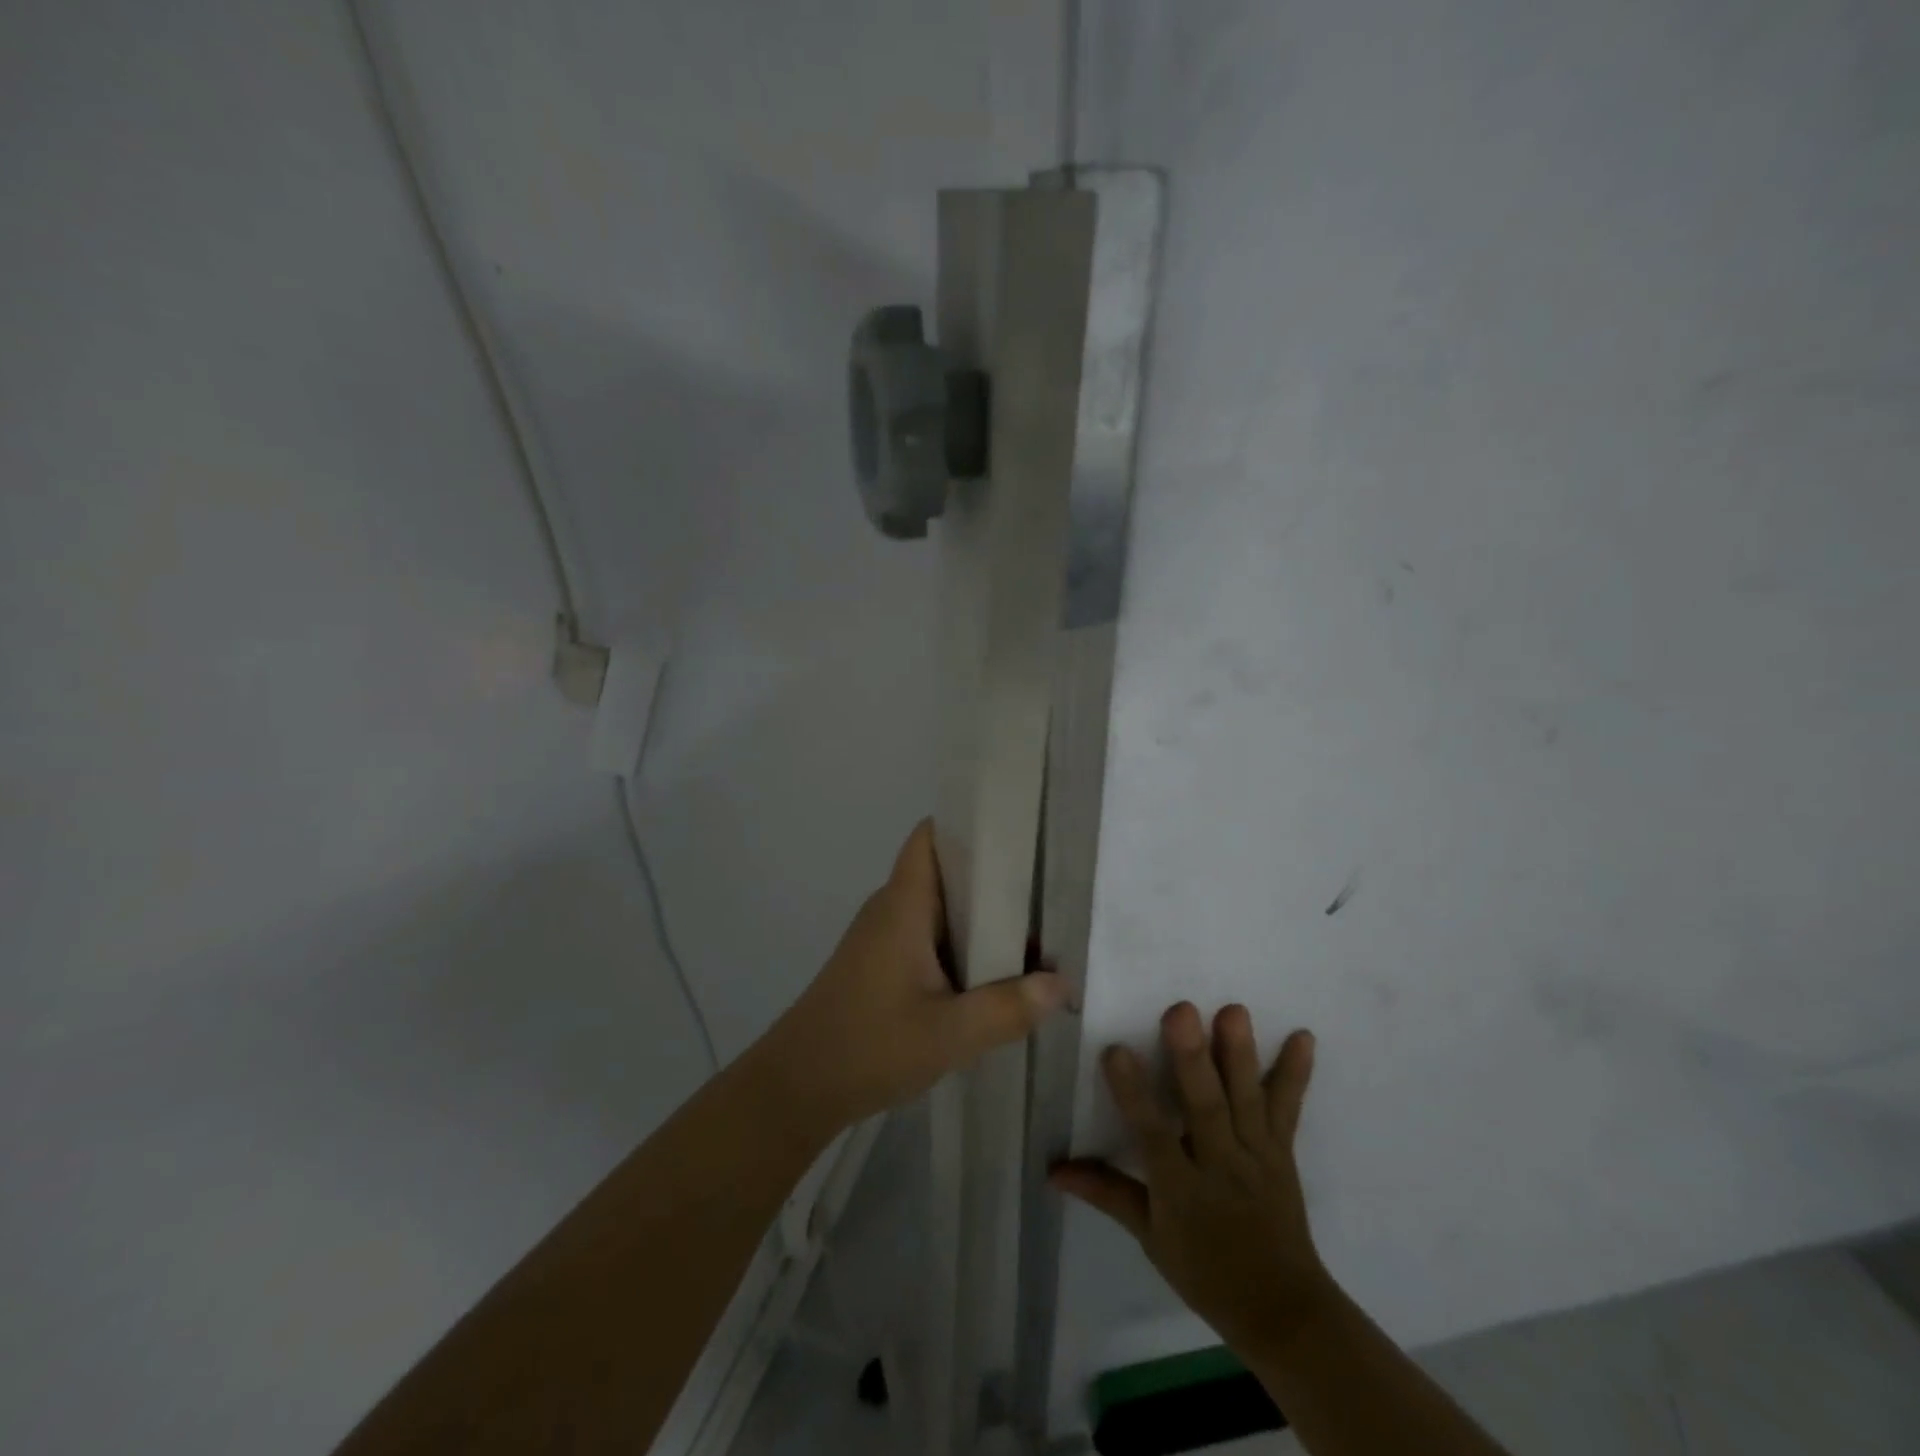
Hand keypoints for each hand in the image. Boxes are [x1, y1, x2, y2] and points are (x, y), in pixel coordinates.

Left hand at [756, 820, 1069, 1130]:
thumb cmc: (867, 1048)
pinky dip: (965, 945)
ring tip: (1039, 930)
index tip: (1020, 830)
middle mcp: (893, 909)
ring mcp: (886, 937)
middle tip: (1050, 890)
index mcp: (903, 905)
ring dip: (984, 918)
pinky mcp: (884, 964)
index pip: (931, 836)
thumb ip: (1008, 1007)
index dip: (970, 822)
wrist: (796, 1088)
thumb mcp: (949, 1034)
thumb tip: (1062, 983)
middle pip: (947, 871)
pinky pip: (933, 937)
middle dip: (996, 877)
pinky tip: (999, 971)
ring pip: (942, 909)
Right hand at [1051, 1003, 1331, 1358]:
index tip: (1115, 1050)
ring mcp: (1256, 1156)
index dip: (1134, 1095)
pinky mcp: (1282, 1151)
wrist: (1282, 1310)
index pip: (1152, 1135)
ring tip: (1234, 1010)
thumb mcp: (1150, 1237)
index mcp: (1181, 1190)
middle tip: (1181, 1011)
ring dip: (1240, 1055)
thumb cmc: (1206, 1271)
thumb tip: (1053, 1168)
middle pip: (1206, 1109)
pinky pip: (1288, 1109)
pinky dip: (1296, 1073)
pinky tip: (1304, 1037)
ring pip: (1246, 1101)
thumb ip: (1106, 1192)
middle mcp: (1220, 1166)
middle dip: (1193, 1060)